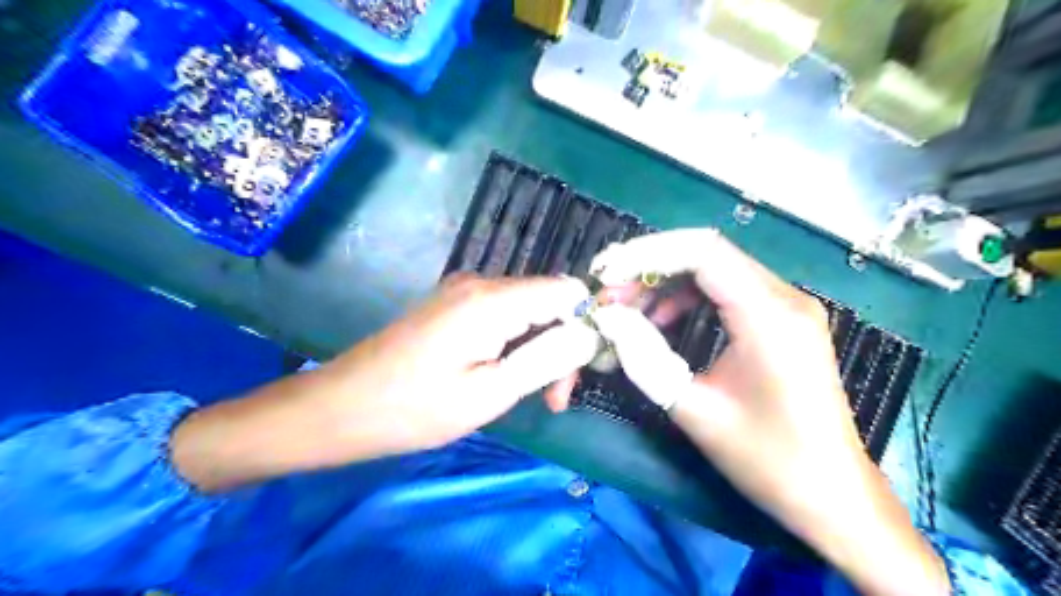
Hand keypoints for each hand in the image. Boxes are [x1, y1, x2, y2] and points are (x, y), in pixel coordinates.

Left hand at [318, 275, 599, 450]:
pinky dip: (515, 343)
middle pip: (548, 300)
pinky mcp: (453, 304)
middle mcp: (481, 282)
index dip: (586, 323)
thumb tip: (588, 335)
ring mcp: (464, 290)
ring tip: (535, 395)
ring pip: (527, 309)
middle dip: (561, 345)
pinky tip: (507, 374)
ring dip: (539, 348)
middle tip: (554, 399)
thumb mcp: (490, 393)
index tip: (582, 370)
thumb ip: (546, 359)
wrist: (343, 406)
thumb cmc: (415, 408)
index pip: (567, 290)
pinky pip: (502, 314)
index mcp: (492, 300)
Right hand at [583, 229, 949, 595]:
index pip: (702, 252)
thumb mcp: (693, 409)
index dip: (647, 254)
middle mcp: (785, 297)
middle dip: (650, 268)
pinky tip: (663, 320)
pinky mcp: (783, 319)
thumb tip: (607, 317)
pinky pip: (727, 289)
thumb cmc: (767, 459)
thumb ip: (643, 356)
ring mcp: (788, 305)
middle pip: (707, 254)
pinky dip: (688, 298)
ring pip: (714, 269)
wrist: (833, 495)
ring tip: (628, 308)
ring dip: (666, 282)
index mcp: (769, 315)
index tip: (607, 275)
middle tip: (610, 295)